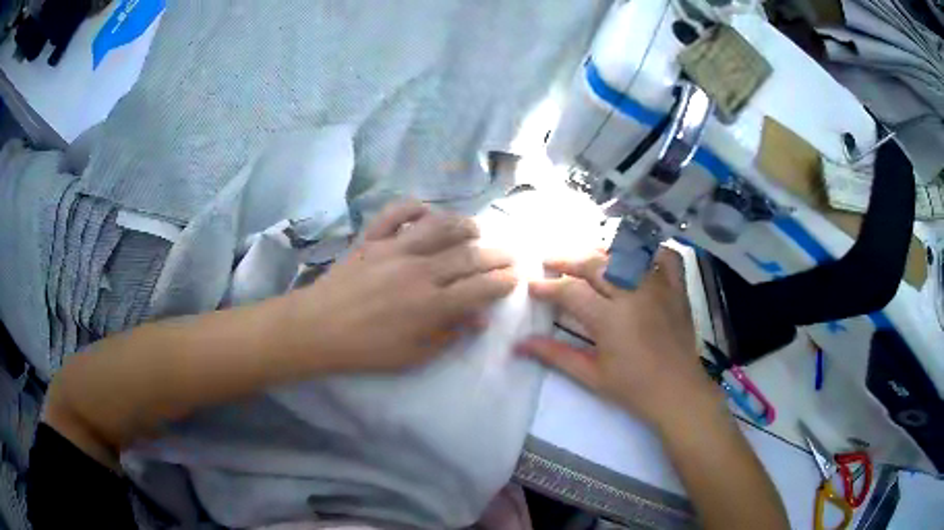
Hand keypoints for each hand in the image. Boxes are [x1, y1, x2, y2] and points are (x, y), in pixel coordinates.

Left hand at [282, 200, 516, 372]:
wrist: (317, 328)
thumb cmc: (366, 349)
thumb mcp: (412, 355)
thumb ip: (448, 335)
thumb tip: (478, 318)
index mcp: (430, 305)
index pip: (480, 287)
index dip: (503, 282)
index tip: (514, 279)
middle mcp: (419, 271)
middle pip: (468, 255)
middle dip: (496, 255)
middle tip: (508, 256)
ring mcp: (394, 249)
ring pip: (439, 226)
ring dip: (464, 225)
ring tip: (476, 231)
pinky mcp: (371, 239)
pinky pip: (396, 213)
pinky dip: (414, 207)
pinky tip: (425, 213)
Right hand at [516, 248, 722, 428]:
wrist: (678, 393)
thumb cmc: (633, 389)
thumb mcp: (591, 375)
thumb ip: (555, 355)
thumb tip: (519, 345)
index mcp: (610, 318)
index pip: (571, 291)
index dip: (548, 287)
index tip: (532, 287)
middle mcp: (634, 294)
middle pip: (595, 264)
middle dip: (567, 260)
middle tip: (549, 262)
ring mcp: (659, 287)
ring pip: (626, 255)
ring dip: (601, 252)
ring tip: (584, 257)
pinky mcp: (678, 289)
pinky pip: (666, 257)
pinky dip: (650, 250)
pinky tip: (636, 256)